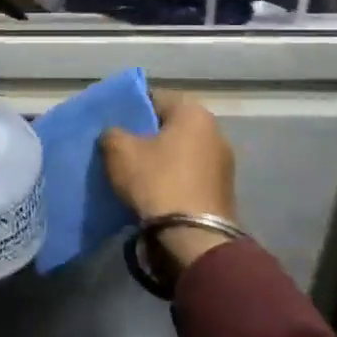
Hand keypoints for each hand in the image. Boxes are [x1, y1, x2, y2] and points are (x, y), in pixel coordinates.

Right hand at [100, 91, 238, 271]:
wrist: (192, 237)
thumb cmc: (156, 181)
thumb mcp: (119, 151)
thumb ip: (112, 133)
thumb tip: (116, 135)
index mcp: (193, 113)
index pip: (155, 98)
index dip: (131, 109)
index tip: (114, 124)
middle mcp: (215, 131)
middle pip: (171, 126)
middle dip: (147, 136)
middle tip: (121, 149)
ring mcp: (223, 163)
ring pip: (181, 152)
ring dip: (161, 160)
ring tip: (135, 174)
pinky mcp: (222, 191)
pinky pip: (189, 175)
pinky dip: (173, 180)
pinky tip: (155, 193)